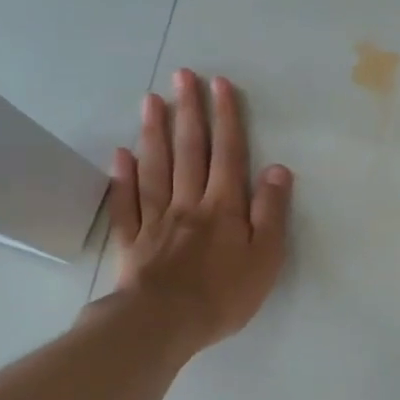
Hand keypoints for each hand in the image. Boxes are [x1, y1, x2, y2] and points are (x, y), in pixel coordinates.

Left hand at [108, 69, 292, 354]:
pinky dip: (123, 177)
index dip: (226, 118)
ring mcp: (156, 219)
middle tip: (182, 76)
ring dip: (155, 132)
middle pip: (189, 150)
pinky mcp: (132, 240)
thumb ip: (271, 212)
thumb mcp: (266, 257)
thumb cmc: (223, 294)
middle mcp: (189, 203)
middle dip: (189, 111)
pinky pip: (126, 203)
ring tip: (151, 100)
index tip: (220, 84)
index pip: (228, 154)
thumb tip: (278, 169)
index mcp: (224, 207)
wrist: (164, 323)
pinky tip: (121, 155)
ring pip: (156, 168)